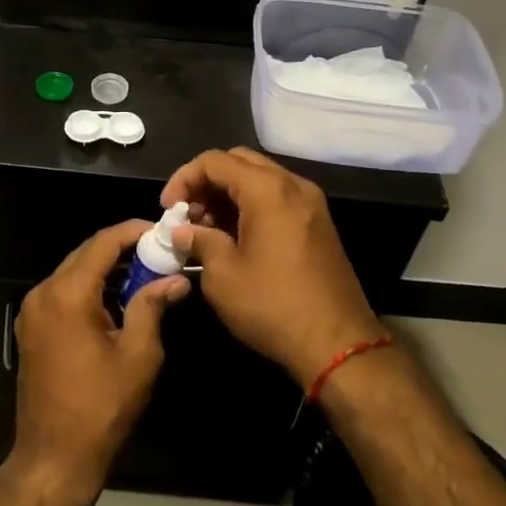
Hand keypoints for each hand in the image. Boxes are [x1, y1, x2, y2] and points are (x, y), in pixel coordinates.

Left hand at [11, 221, 190, 490]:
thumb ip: (152, 307)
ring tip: (144, 273)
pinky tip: (116, 299)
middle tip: (157, 252)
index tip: (161, 230)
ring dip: (106, 269)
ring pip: (73, 272)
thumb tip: (175, 279)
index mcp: (67, 294)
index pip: (103, 243)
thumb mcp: (138, 355)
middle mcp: (43, 293)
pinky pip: (63, 293)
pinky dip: (89, 288)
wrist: (53, 457)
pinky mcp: (31, 328)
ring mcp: (32, 311)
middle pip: (85, 253)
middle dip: (121, 249)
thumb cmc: (101, 407)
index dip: (133, 231)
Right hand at [164, 148, 387, 388]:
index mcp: (268, 190)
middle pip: (239, 162)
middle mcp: (293, 185)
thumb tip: (183, 231)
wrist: (339, 344)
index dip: (183, 178)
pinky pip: (277, 198)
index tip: (167, 209)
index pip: (215, 161)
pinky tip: (233, 236)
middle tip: (186, 213)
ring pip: (260, 179)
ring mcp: (310, 204)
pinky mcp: (318, 224)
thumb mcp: (223, 276)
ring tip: (205, 228)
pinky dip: (251, 206)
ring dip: (228, 194)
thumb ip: (199, 241)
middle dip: (206, 182)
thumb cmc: (273, 306)